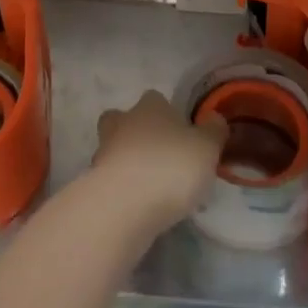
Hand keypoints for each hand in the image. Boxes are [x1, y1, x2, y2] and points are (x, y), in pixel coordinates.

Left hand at [91, 90, 227, 234]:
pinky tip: (137, 207)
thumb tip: (215, 119)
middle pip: (125, 120)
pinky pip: (110, 181)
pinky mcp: (93, 184)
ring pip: (114, 150)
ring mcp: (104, 152)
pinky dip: (121, 190)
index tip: (180, 136)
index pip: (156, 99)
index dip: (167, 115)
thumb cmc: (170, 166)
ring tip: (149, 189)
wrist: (123, 206)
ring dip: (127, 164)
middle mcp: (123, 121)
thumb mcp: (207, 148)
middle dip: (136, 134)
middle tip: (157, 157)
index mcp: (151, 106)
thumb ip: (214, 132)